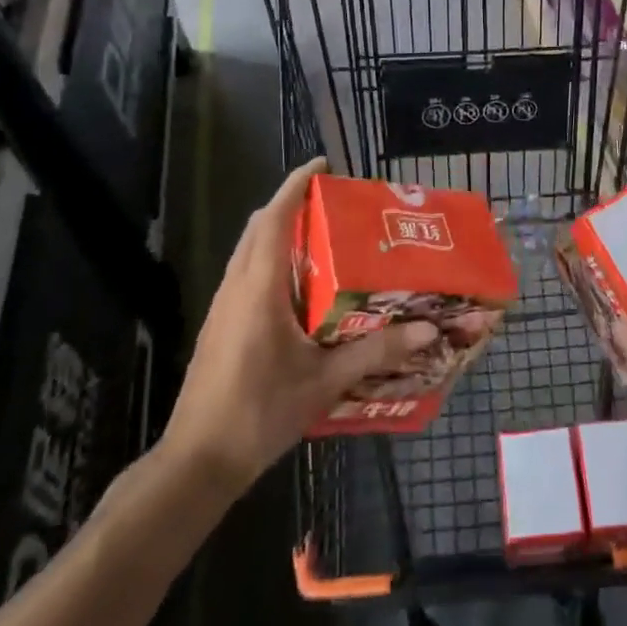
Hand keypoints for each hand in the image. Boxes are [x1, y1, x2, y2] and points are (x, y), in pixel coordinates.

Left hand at [162, 158, 438, 489]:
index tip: (320, 165)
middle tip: (330, 202)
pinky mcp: (219, 327)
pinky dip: (271, 261)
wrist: (198, 460)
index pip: (272, 221)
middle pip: (257, 229)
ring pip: (248, 252)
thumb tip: (428, 330)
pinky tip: (301, 288)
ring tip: (322, 237)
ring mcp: (223, 308)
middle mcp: (236, 288)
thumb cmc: (260, 412)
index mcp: (259, 290)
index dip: (294, 187)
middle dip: (289, 205)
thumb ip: (377, 352)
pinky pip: (246, 276)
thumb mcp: (325, 381)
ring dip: (278, 233)